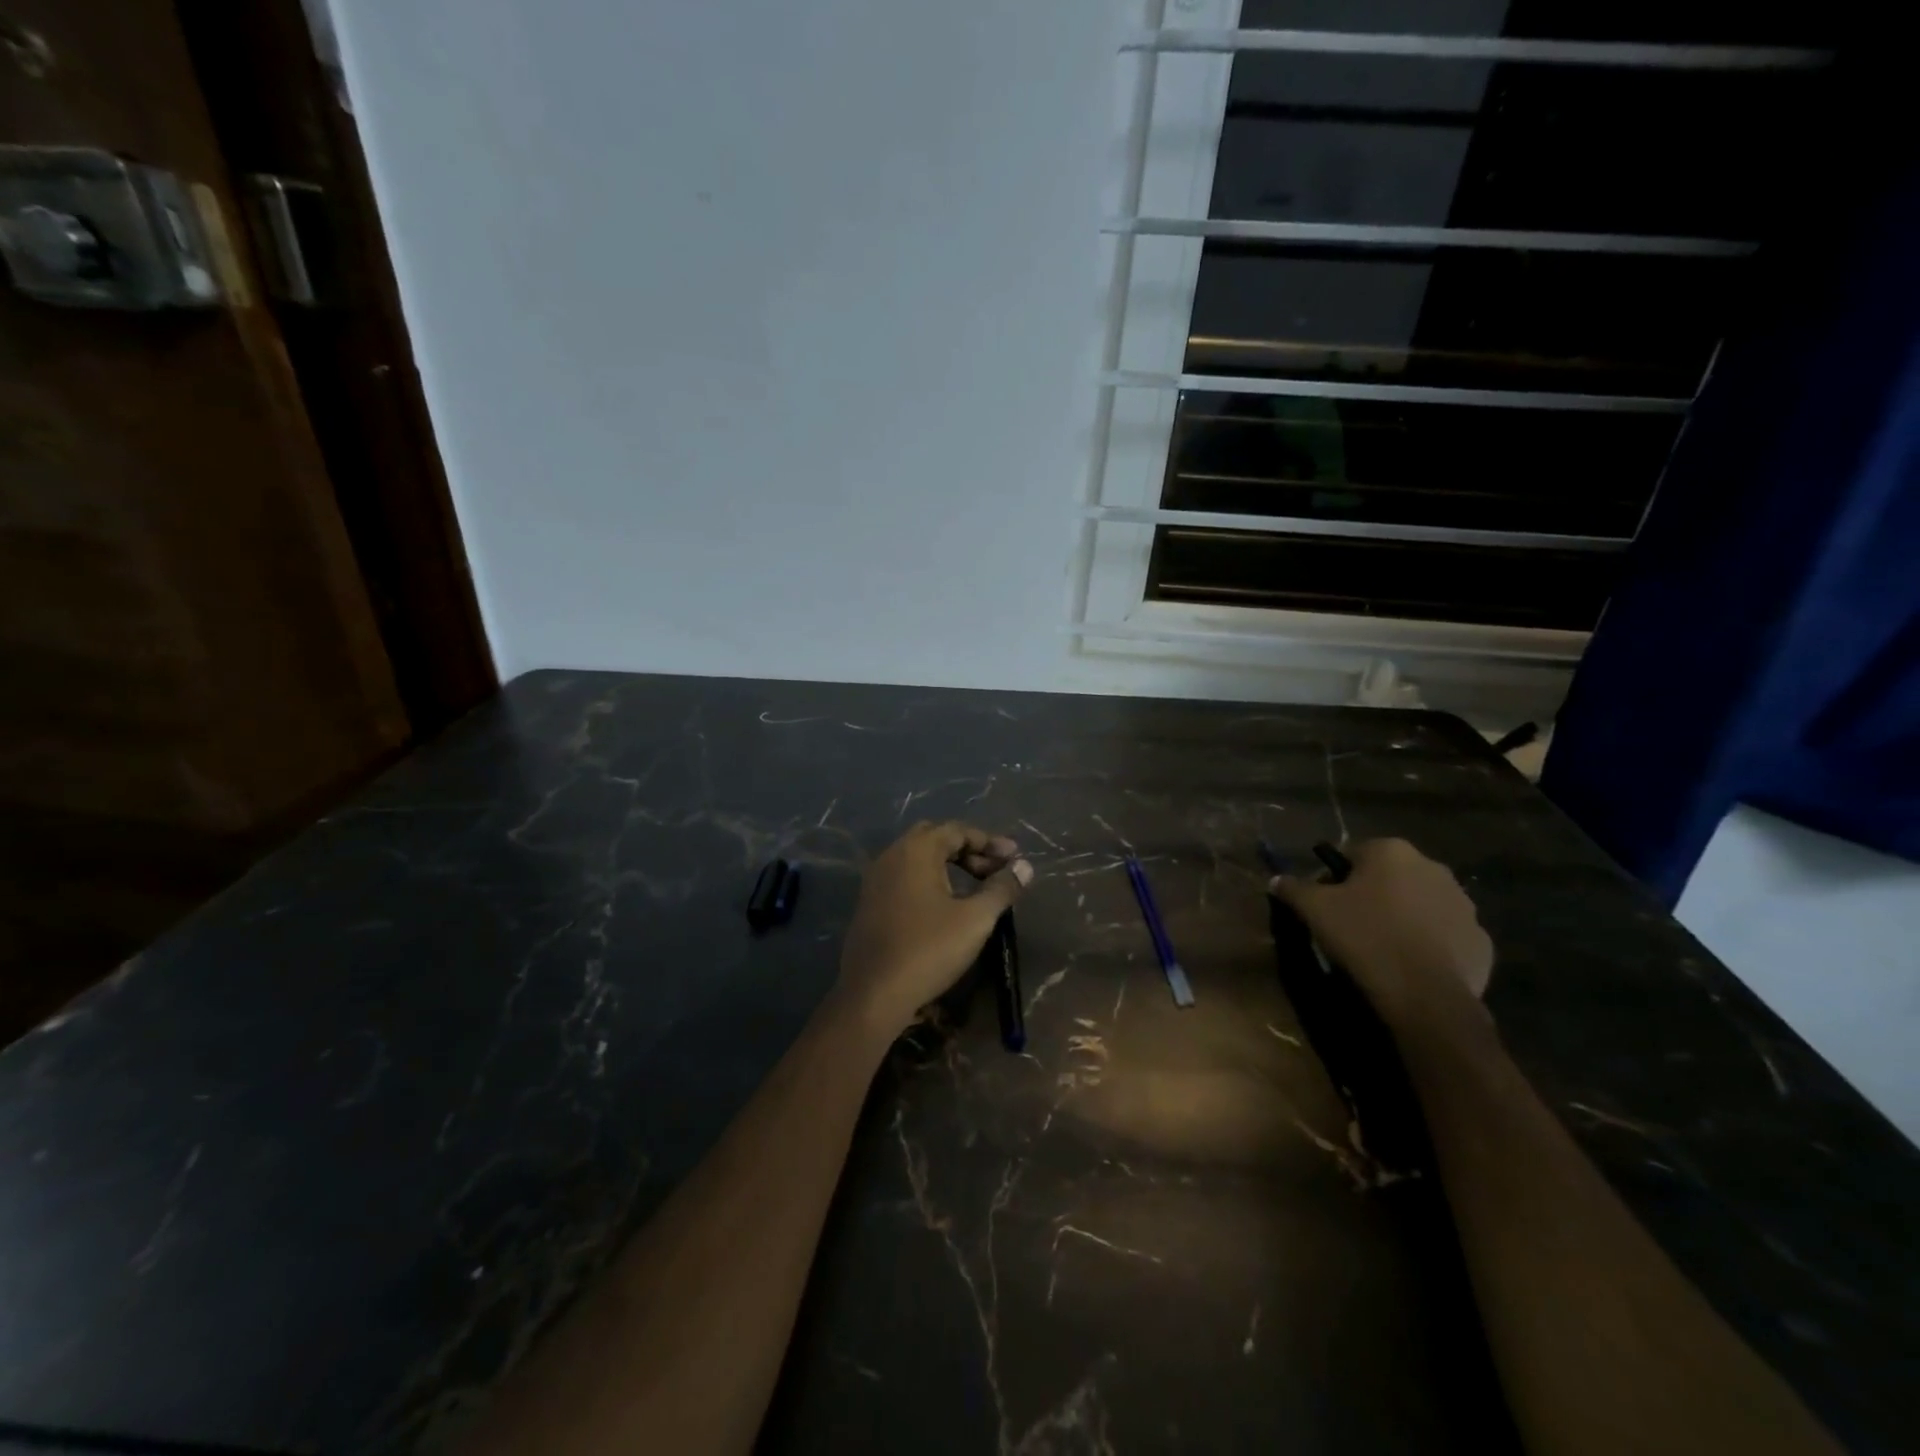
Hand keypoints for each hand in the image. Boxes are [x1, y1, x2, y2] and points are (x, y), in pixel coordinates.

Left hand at [838, 821, 1032, 1037]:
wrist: (873, 994)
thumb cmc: (928, 950)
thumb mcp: (975, 919)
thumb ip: (1001, 888)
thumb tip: (1024, 867)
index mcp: (916, 850)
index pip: (958, 830)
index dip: (989, 842)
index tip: (1014, 858)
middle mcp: (892, 855)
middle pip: (936, 838)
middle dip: (968, 850)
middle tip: (994, 870)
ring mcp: (876, 879)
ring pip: (918, 858)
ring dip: (948, 865)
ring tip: (975, 887)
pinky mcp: (870, 902)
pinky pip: (905, 877)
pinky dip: (929, 879)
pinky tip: (945, 904)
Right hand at [1270, 838, 1492, 1023]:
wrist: (1424, 995)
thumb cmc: (1364, 937)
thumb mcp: (1314, 910)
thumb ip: (1293, 888)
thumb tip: (1276, 879)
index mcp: (1392, 852)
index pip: (1354, 854)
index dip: (1336, 879)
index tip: (1326, 904)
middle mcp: (1433, 868)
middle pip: (1391, 877)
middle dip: (1373, 895)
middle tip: (1352, 925)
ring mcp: (1464, 904)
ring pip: (1421, 904)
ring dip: (1404, 917)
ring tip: (1382, 948)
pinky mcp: (1481, 940)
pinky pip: (1446, 935)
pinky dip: (1430, 944)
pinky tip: (1410, 965)